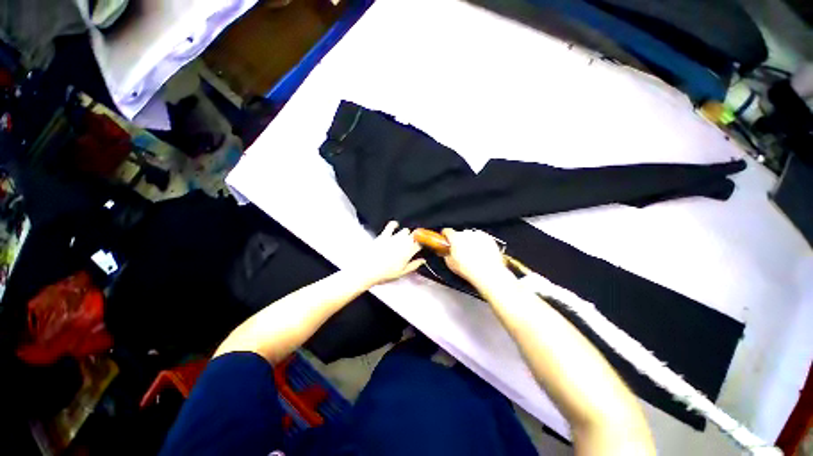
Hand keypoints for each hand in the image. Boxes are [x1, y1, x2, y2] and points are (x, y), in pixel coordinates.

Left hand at [354, 221, 425, 285]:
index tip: (422, 247)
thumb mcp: (402, 273)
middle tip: (412, 245)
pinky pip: (391, 225)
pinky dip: (395, 224)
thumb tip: (423, 260)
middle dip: (415, 239)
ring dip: (406, 234)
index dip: (423, 244)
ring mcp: (393, 237)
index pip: (420, 244)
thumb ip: (414, 265)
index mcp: (409, 252)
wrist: (368, 270)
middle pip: (414, 236)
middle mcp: (403, 242)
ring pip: (405, 230)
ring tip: (404, 239)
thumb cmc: (385, 273)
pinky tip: (395, 226)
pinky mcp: (384, 235)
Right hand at [442, 228, 509, 285]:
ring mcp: (478, 235)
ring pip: (470, 235)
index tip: (446, 239)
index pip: (447, 231)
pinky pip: (481, 238)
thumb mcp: (450, 264)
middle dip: (458, 241)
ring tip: (472, 254)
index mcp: (455, 237)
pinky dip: (480, 243)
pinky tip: (480, 253)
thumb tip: (446, 252)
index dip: (445, 235)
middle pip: (459, 234)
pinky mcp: (488, 238)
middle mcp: (467, 233)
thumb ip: (446, 254)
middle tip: (460, 252)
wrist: (488, 273)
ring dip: (469, 242)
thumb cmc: (470, 269)